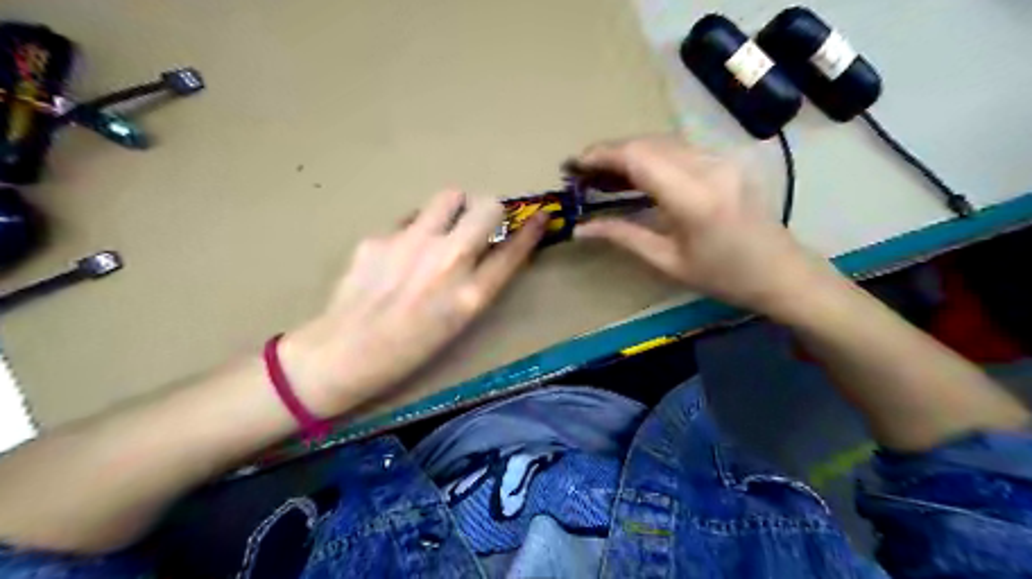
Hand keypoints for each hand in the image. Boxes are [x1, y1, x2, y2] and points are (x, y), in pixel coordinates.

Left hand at [279, 191, 541, 416]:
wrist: (344, 353)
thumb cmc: (409, 349)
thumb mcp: (457, 322)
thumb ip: (478, 282)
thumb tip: (489, 248)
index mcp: (470, 295)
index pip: (514, 249)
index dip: (532, 230)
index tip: (540, 217)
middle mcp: (447, 261)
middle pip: (487, 207)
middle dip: (490, 212)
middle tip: (479, 225)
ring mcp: (411, 244)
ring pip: (450, 197)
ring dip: (455, 209)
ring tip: (441, 230)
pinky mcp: (380, 237)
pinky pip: (410, 219)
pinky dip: (415, 230)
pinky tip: (399, 255)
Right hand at [573, 135, 835, 315]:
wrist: (781, 271)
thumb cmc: (724, 277)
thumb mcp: (667, 262)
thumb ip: (623, 236)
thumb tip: (580, 229)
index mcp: (694, 198)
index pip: (639, 158)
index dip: (601, 156)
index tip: (574, 165)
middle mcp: (709, 167)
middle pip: (647, 143)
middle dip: (609, 152)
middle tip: (582, 172)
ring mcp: (721, 159)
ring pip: (662, 141)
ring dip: (628, 152)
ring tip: (601, 174)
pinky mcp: (725, 160)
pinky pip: (678, 148)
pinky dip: (650, 155)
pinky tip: (635, 173)